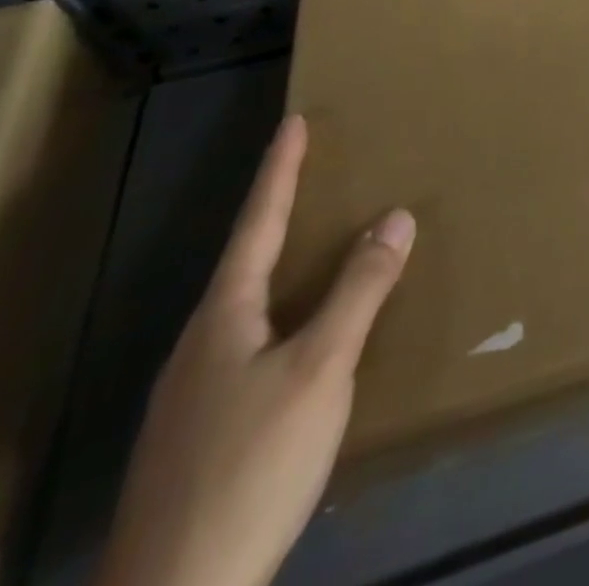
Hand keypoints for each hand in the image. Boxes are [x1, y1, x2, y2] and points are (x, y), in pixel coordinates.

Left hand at [95, 115, 413, 585]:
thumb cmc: (250, 465)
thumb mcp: (320, 369)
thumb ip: (359, 291)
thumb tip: (395, 216)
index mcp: (223, 318)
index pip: (256, 224)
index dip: (279, 171)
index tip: (294, 122)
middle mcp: (199, 346)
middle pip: (244, 263)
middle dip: (279, 214)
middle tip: (314, 177)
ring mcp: (192, 396)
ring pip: (245, 308)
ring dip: (281, 266)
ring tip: (316, 248)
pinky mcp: (201, 435)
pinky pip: (249, 345)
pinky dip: (282, 313)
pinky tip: (301, 340)